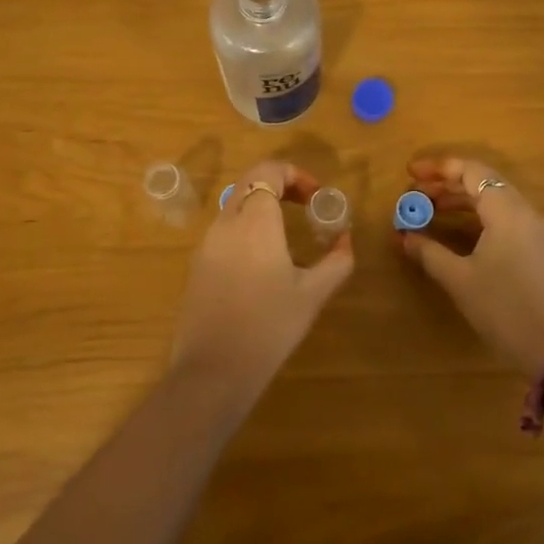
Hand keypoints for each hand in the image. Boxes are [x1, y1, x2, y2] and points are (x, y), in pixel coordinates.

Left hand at [170, 160, 354, 401]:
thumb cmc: (269, 327)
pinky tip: (264, 261)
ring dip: (262, 206)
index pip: (269, 171)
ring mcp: (207, 244)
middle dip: (279, 184)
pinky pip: (225, 230)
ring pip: (235, 205)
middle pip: (250, 182)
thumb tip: (345, 239)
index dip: (295, 174)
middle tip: (305, 205)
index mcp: (254, 221)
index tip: (316, 197)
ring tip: (289, 234)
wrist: (213, 371)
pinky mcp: (197, 265)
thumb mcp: (313, 294)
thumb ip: (337, 261)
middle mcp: (226, 223)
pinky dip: (247, 227)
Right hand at [401, 157, 543, 375]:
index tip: (410, 173)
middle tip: (415, 192)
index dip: (438, 168)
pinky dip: (476, 213)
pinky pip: (503, 214)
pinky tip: (456, 227)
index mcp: (507, 211)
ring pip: (493, 197)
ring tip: (429, 208)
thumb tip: (403, 235)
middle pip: (483, 180)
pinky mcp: (536, 246)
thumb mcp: (459, 279)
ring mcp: (533, 228)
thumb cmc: (503, 308)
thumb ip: (428, 252)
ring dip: (461, 198)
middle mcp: (524, 211)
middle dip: (446, 182)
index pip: (471, 171)